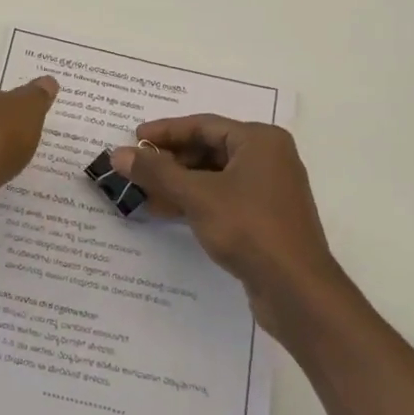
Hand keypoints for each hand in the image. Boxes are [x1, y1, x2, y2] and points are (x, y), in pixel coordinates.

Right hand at [112, 116, 347, 336]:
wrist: (296, 290)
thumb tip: (118, 154)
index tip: (134, 139)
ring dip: (178, 183)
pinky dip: (195, 200)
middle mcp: (268, 157)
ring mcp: (268, 188)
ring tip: (143, 192)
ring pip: (213, 175)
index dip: (165, 131)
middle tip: (135, 168)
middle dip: (170, 160)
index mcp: (259, 140)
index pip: (203, 124)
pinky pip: (222, 197)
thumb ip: (156, 172)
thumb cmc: (248, 228)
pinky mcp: (264, 217)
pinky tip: (166, 211)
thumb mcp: (196, 195)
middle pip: (208, 148)